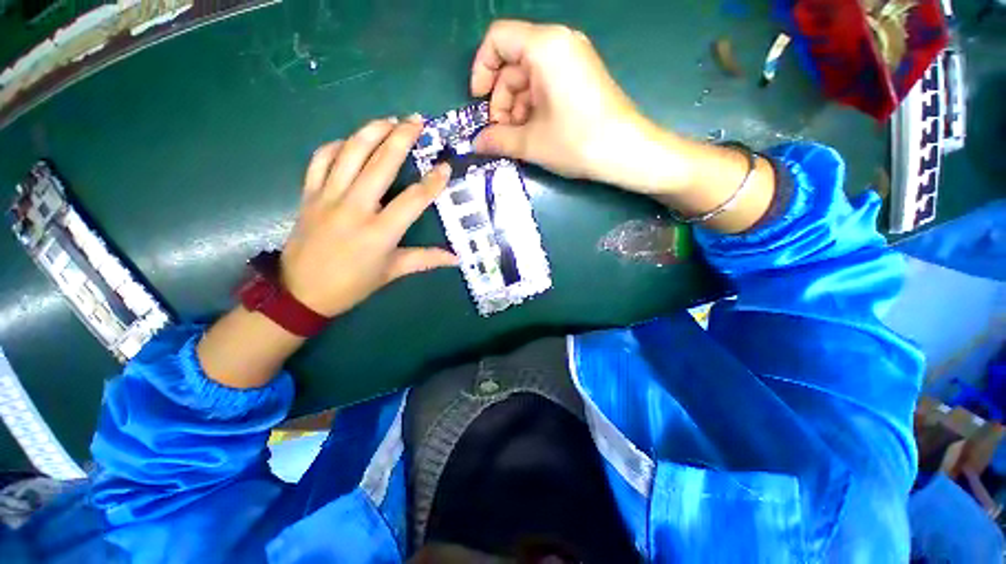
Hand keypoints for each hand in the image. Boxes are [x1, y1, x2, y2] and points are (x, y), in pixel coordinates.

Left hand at [280, 117, 456, 317]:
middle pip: (381, 164)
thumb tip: (456, 258)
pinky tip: (351, 141)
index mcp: (380, 232)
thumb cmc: (353, 284)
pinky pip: (321, 159)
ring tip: (389, 119)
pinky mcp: (309, 194)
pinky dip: (337, 145)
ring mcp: (328, 197)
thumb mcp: (393, 272)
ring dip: (371, 131)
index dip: (432, 183)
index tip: (445, 166)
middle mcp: (354, 208)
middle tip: (417, 120)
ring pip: (350, 153)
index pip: (413, 200)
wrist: (302, 292)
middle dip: (401, 138)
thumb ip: (426, 260)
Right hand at [471, 20, 679, 190]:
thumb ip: (498, 140)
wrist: (626, 151)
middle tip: (501, 133)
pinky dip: (534, 105)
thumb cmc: (577, 142)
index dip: (481, 69)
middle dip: (501, 99)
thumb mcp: (531, 143)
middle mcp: (559, 43)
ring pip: (528, 76)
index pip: (498, 39)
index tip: (480, 103)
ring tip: (519, 137)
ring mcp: (573, 58)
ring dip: (516, 107)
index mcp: (544, 47)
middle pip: (513, 62)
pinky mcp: (580, 76)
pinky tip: (535, 131)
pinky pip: (546, 83)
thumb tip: (476, 144)